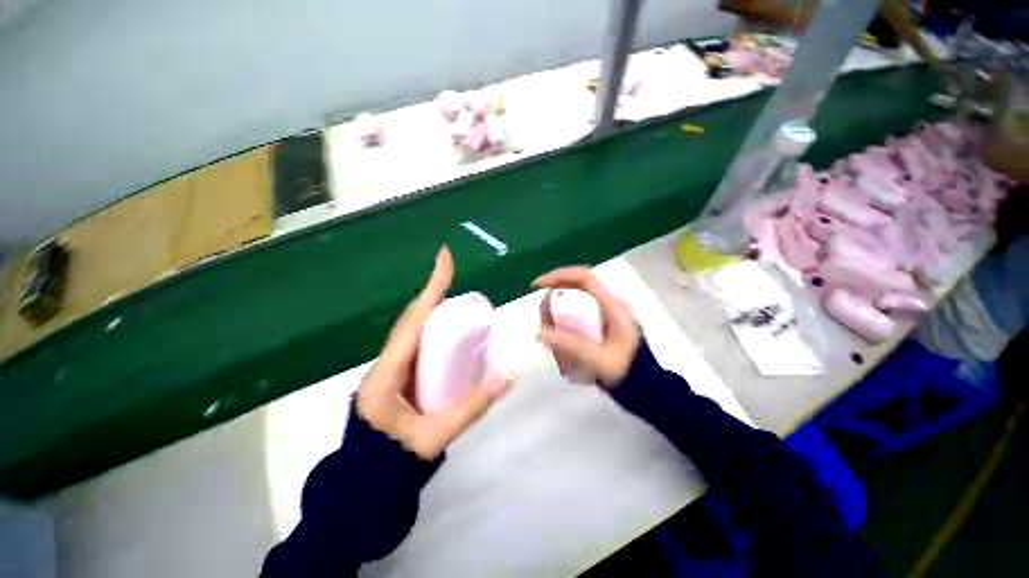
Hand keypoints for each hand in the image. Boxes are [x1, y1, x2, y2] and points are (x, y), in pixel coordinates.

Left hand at [356, 247, 509, 459]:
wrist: (363, 486)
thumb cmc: (392, 464)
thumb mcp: (433, 437)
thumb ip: (472, 408)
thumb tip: (508, 380)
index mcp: (386, 375)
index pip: (413, 322)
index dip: (431, 289)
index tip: (444, 258)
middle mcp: (386, 364)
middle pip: (412, 320)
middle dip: (433, 294)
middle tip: (454, 277)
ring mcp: (390, 369)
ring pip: (413, 331)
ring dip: (433, 311)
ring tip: (457, 301)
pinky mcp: (397, 376)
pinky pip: (417, 344)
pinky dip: (433, 330)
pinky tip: (449, 331)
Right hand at [534, 266, 640, 387]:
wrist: (647, 386)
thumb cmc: (626, 371)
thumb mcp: (598, 359)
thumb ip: (569, 346)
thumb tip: (540, 333)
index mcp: (612, 305)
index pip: (583, 277)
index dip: (558, 276)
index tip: (538, 286)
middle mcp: (608, 303)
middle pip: (575, 288)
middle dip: (554, 299)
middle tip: (543, 319)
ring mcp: (605, 312)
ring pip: (574, 301)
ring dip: (558, 312)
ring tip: (550, 332)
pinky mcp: (601, 322)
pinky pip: (577, 313)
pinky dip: (564, 321)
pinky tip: (561, 340)